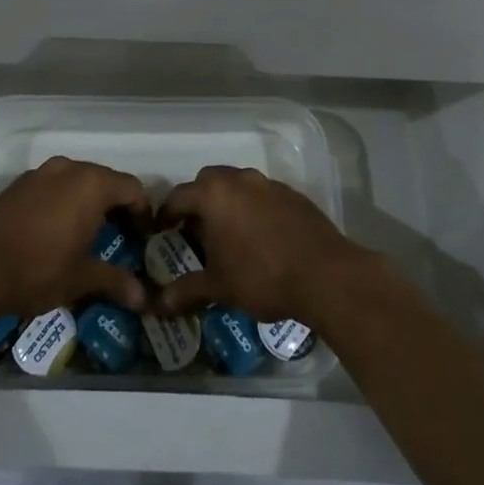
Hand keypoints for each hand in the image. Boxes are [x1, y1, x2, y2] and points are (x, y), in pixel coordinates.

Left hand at [0, 156, 151, 321]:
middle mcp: (68, 169)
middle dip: (116, 207)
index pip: (132, 188)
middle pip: (105, 181)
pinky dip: (62, 204)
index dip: (143, 212)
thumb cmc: (36, 269)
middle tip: (120, 238)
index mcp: (91, 184)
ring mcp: (39, 174)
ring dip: (87, 204)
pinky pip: (52, 188)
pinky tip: (55, 234)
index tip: (144, 238)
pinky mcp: (17, 186)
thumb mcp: (80, 278)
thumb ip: (114, 281)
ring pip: (76, 182)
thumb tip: (144, 298)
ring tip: (88, 236)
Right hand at [156, 165, 372, 325]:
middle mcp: (240, 180)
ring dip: (227, 202)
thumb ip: (186, 291)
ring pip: (237, 185)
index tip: (161, 231)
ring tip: (228, 234)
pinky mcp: (292, 194)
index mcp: (215, 195)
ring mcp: (269, 184)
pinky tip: (259, 236)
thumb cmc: (262, 276)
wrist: (325, 274)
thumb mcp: (219, 287)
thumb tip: (158, 304)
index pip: (178, 196)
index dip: (166, 214)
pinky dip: (252, 207)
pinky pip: (262, 194)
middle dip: (197, 201)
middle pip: (208, 181)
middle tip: (195, 230)